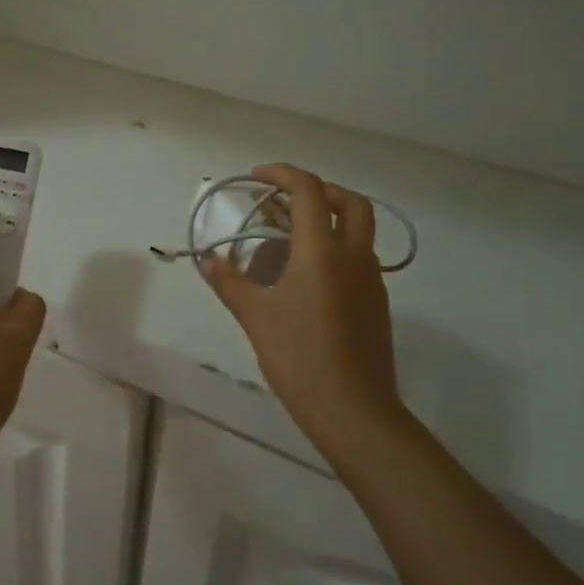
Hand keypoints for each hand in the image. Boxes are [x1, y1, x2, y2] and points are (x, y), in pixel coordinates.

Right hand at [200, 164, 402, 454]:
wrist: (353, 410)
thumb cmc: (299, 358)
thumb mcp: (255, 317)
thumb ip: (230, 282)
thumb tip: (207, 260)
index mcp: (321, 252)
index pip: (309, 191)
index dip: (283, 174)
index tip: (257, 177)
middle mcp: (353, 256)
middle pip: (351, 201)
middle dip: (319, 190)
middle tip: (287, 202)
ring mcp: (371, 279)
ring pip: (360, 229)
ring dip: (331, 218)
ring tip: (292, 237)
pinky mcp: (377, 302)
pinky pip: (360, 257)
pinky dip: (337, 247)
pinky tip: (309, 276)